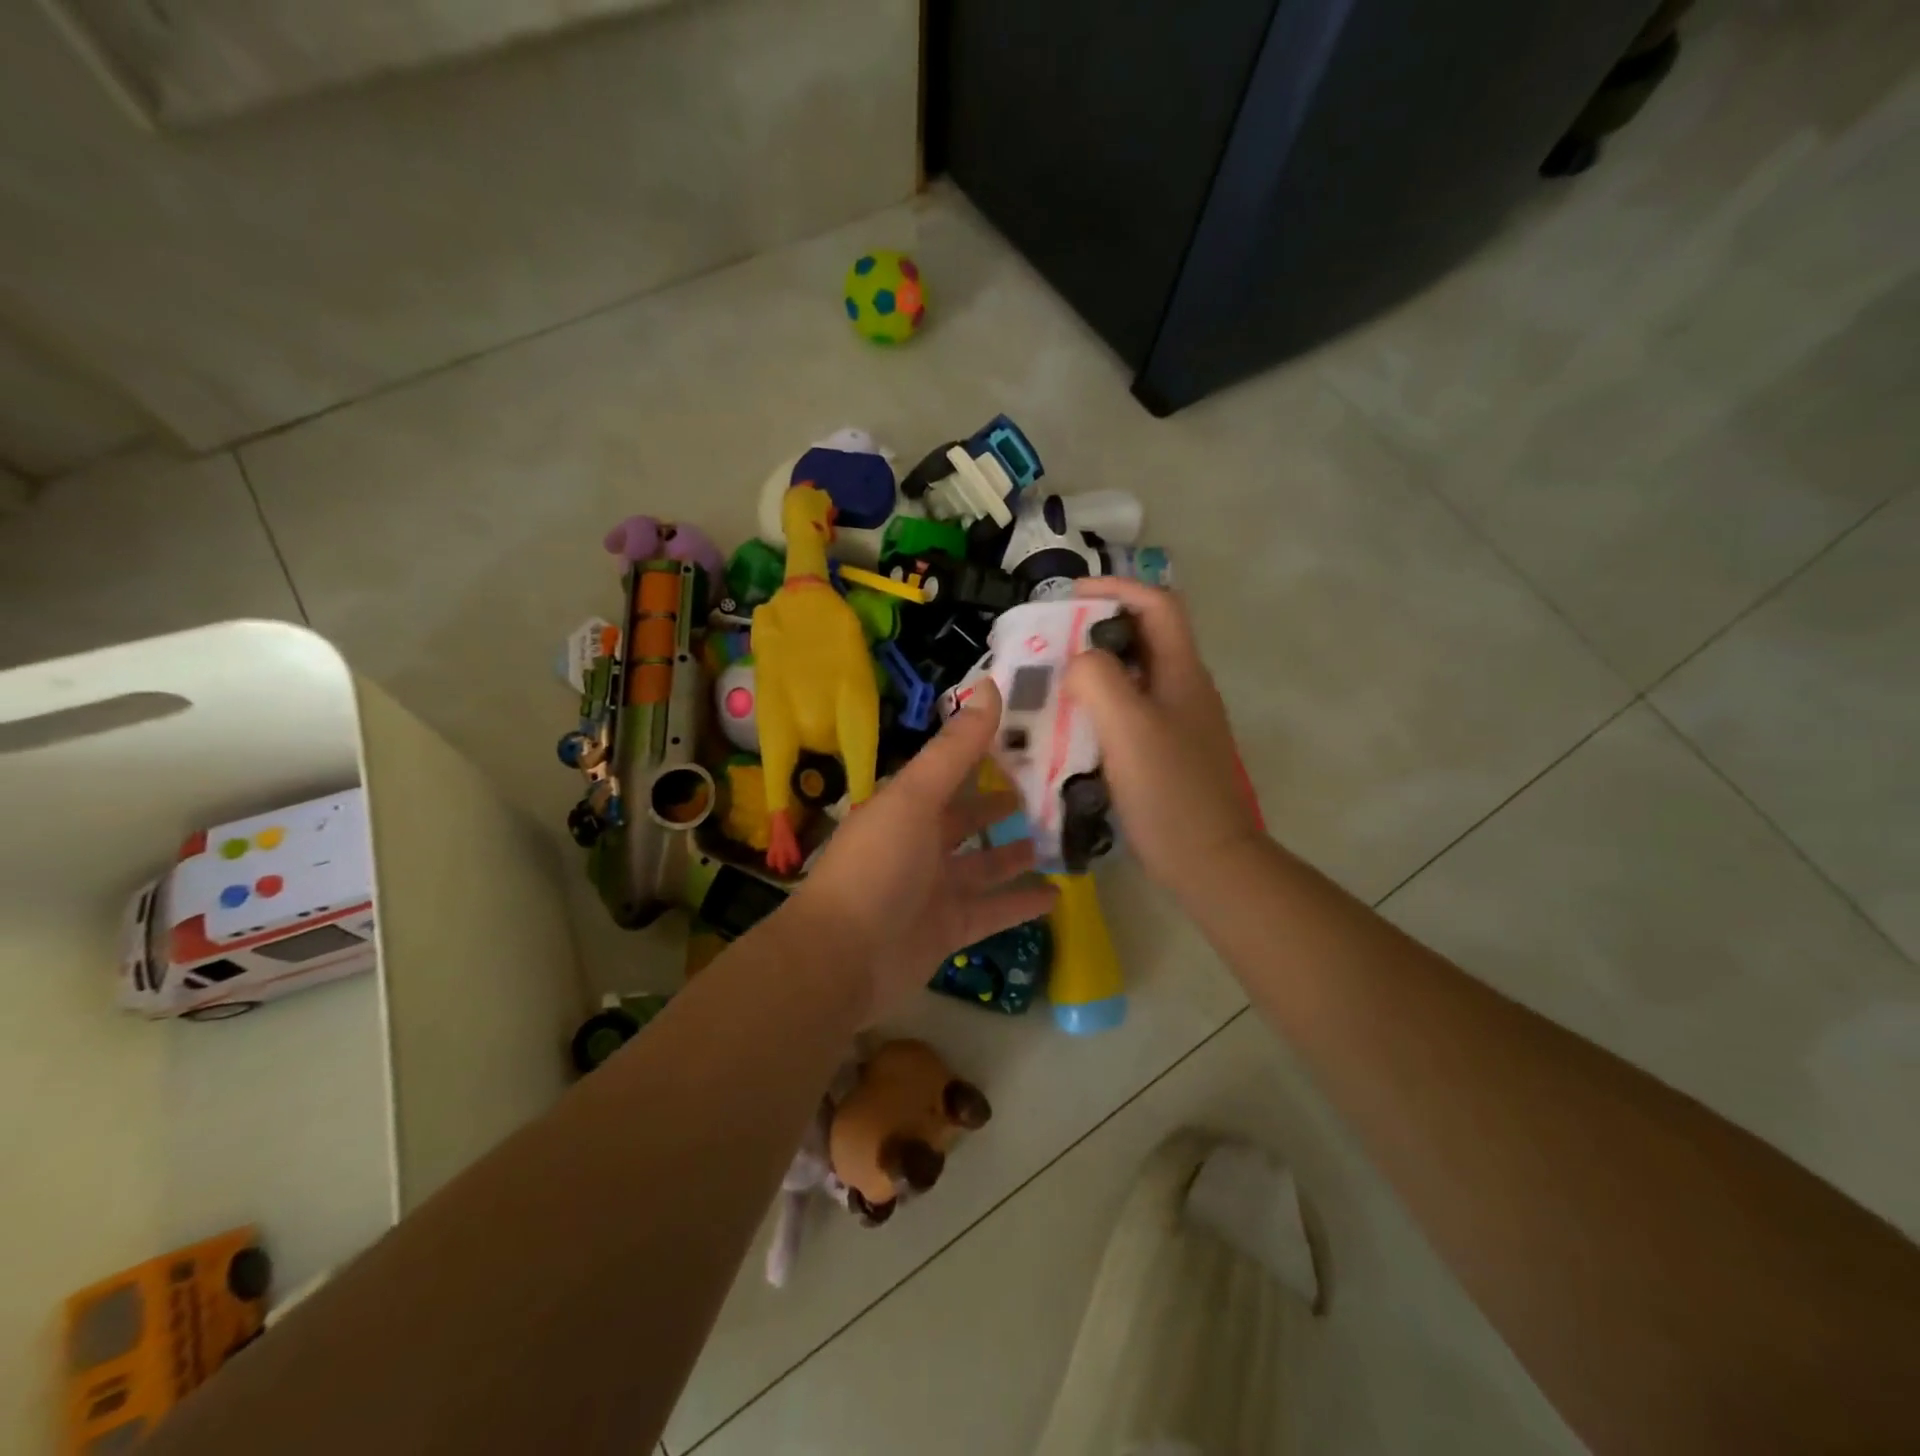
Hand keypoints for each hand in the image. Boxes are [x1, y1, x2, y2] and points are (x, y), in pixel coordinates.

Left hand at [786, 680, 1057, 1021]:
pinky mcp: (948, 929)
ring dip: (1016, 854)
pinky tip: (1057, 895)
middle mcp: (920, 843)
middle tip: (1052, 791)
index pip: (951, 771)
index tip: (1029, 736)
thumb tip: (991, 687)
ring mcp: (935, 889)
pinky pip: (992, 911)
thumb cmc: (877, 866)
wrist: (841, 958)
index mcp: (907, 806)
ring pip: (984, 865)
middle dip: (1003, 805)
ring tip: (1060, 838)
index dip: (985, 753)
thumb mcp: (915, 798)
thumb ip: (955, 749)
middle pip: (968, 818)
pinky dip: (1020, 904)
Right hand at [1064, 578, 1264, 903]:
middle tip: (1050, 642)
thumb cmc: (1169, 791)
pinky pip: (1128, 711)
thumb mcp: (1128, 726)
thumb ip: (1099, 679)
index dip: (1116, 587)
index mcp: (1182, 672)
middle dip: (1096, 628)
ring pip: (1133, 675)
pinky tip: (1069, 726)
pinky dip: (1098, 706)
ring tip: (1050, 680)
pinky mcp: (1165, 751)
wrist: (1208, 860)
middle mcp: (1183, 688)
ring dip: (1094, 669)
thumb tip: (1078, 660)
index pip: (1156, 604)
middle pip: (1143, 637)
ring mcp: (1177, 721)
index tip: (1069, 597)